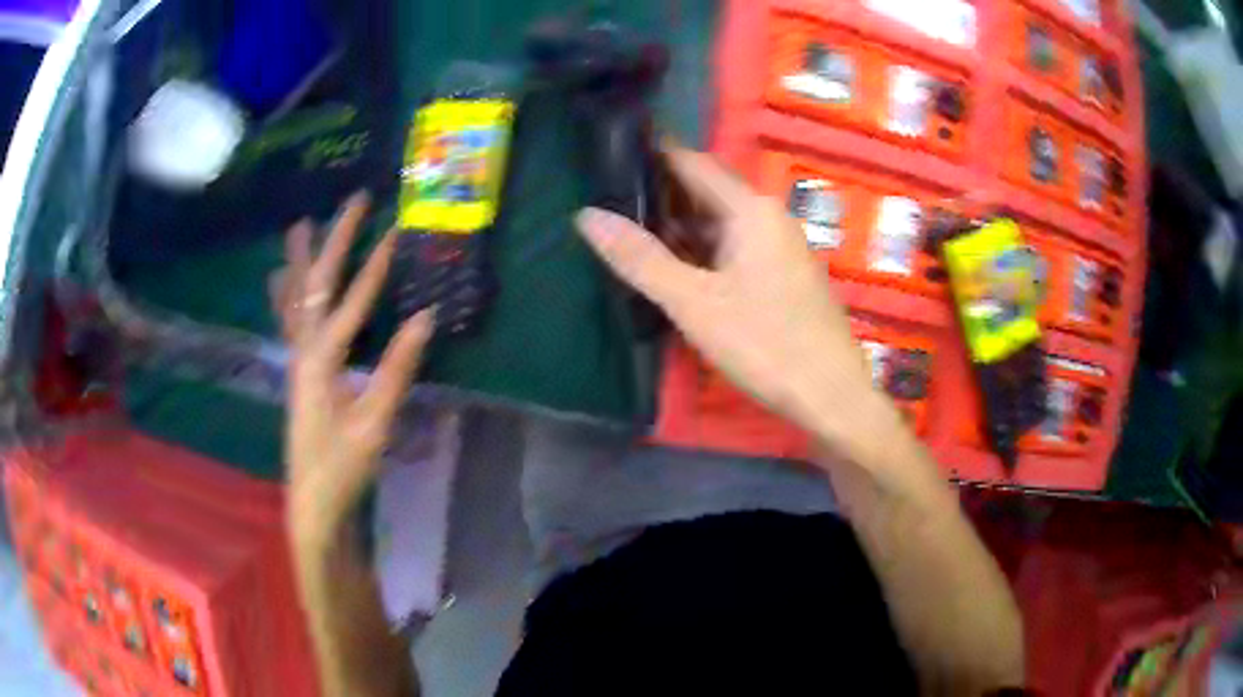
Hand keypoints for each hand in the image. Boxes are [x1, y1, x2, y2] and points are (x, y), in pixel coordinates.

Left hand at [274, 192, 433, 550]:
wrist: (312, 499)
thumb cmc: (343, 466)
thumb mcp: (374, 423)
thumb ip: (396, 369)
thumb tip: (425, 318)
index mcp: (323, 361)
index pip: (352, 302)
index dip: (375, 265)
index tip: (395, 229)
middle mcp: (303, 350)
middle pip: (318, 284)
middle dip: (336, 240)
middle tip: (353, 201)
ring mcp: (296, 360)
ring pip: (295, 298)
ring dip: (300, 259)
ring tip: (300, 225)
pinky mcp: (297, 372)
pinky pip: (288, 322)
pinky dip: (284, 295)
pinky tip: (278, 281)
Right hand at [574, 145, 894, 457]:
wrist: (831, 395)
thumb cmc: (765, 344)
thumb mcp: (693, 303)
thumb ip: (640, 258)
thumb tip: (587, 216)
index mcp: (751, 210)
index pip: (693, 162)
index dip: (652, 154)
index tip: (610, 153)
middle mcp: (770, 217)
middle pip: (708, 191)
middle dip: (660, 193)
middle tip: (608, 196)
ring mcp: (781, 246)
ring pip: (722, 222)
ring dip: (681, 225)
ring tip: (631, 228)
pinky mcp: (784, 274)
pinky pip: (736, 246)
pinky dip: (704, 248)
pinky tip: (677, 266)